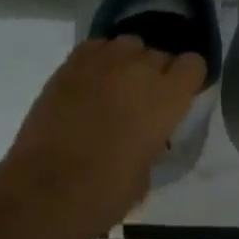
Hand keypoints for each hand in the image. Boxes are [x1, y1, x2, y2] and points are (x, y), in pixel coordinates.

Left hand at [0, 36, 206, 238]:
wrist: (45, 190)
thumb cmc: (103, 193)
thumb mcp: (146, 173)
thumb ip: (153, 141)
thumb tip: (145, 135)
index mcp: (167, 98)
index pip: (193, 64)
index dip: (188, 79)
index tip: (181, 95)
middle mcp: (139, 69)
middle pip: (160, 53)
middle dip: (157, 73)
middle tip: (144, 100)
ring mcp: (103, 61)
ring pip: (128, 44)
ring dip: (129, 62)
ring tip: (116, 87)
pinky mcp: (71, 63)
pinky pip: (96, 47)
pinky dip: (99, 60)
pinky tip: (91, 82)